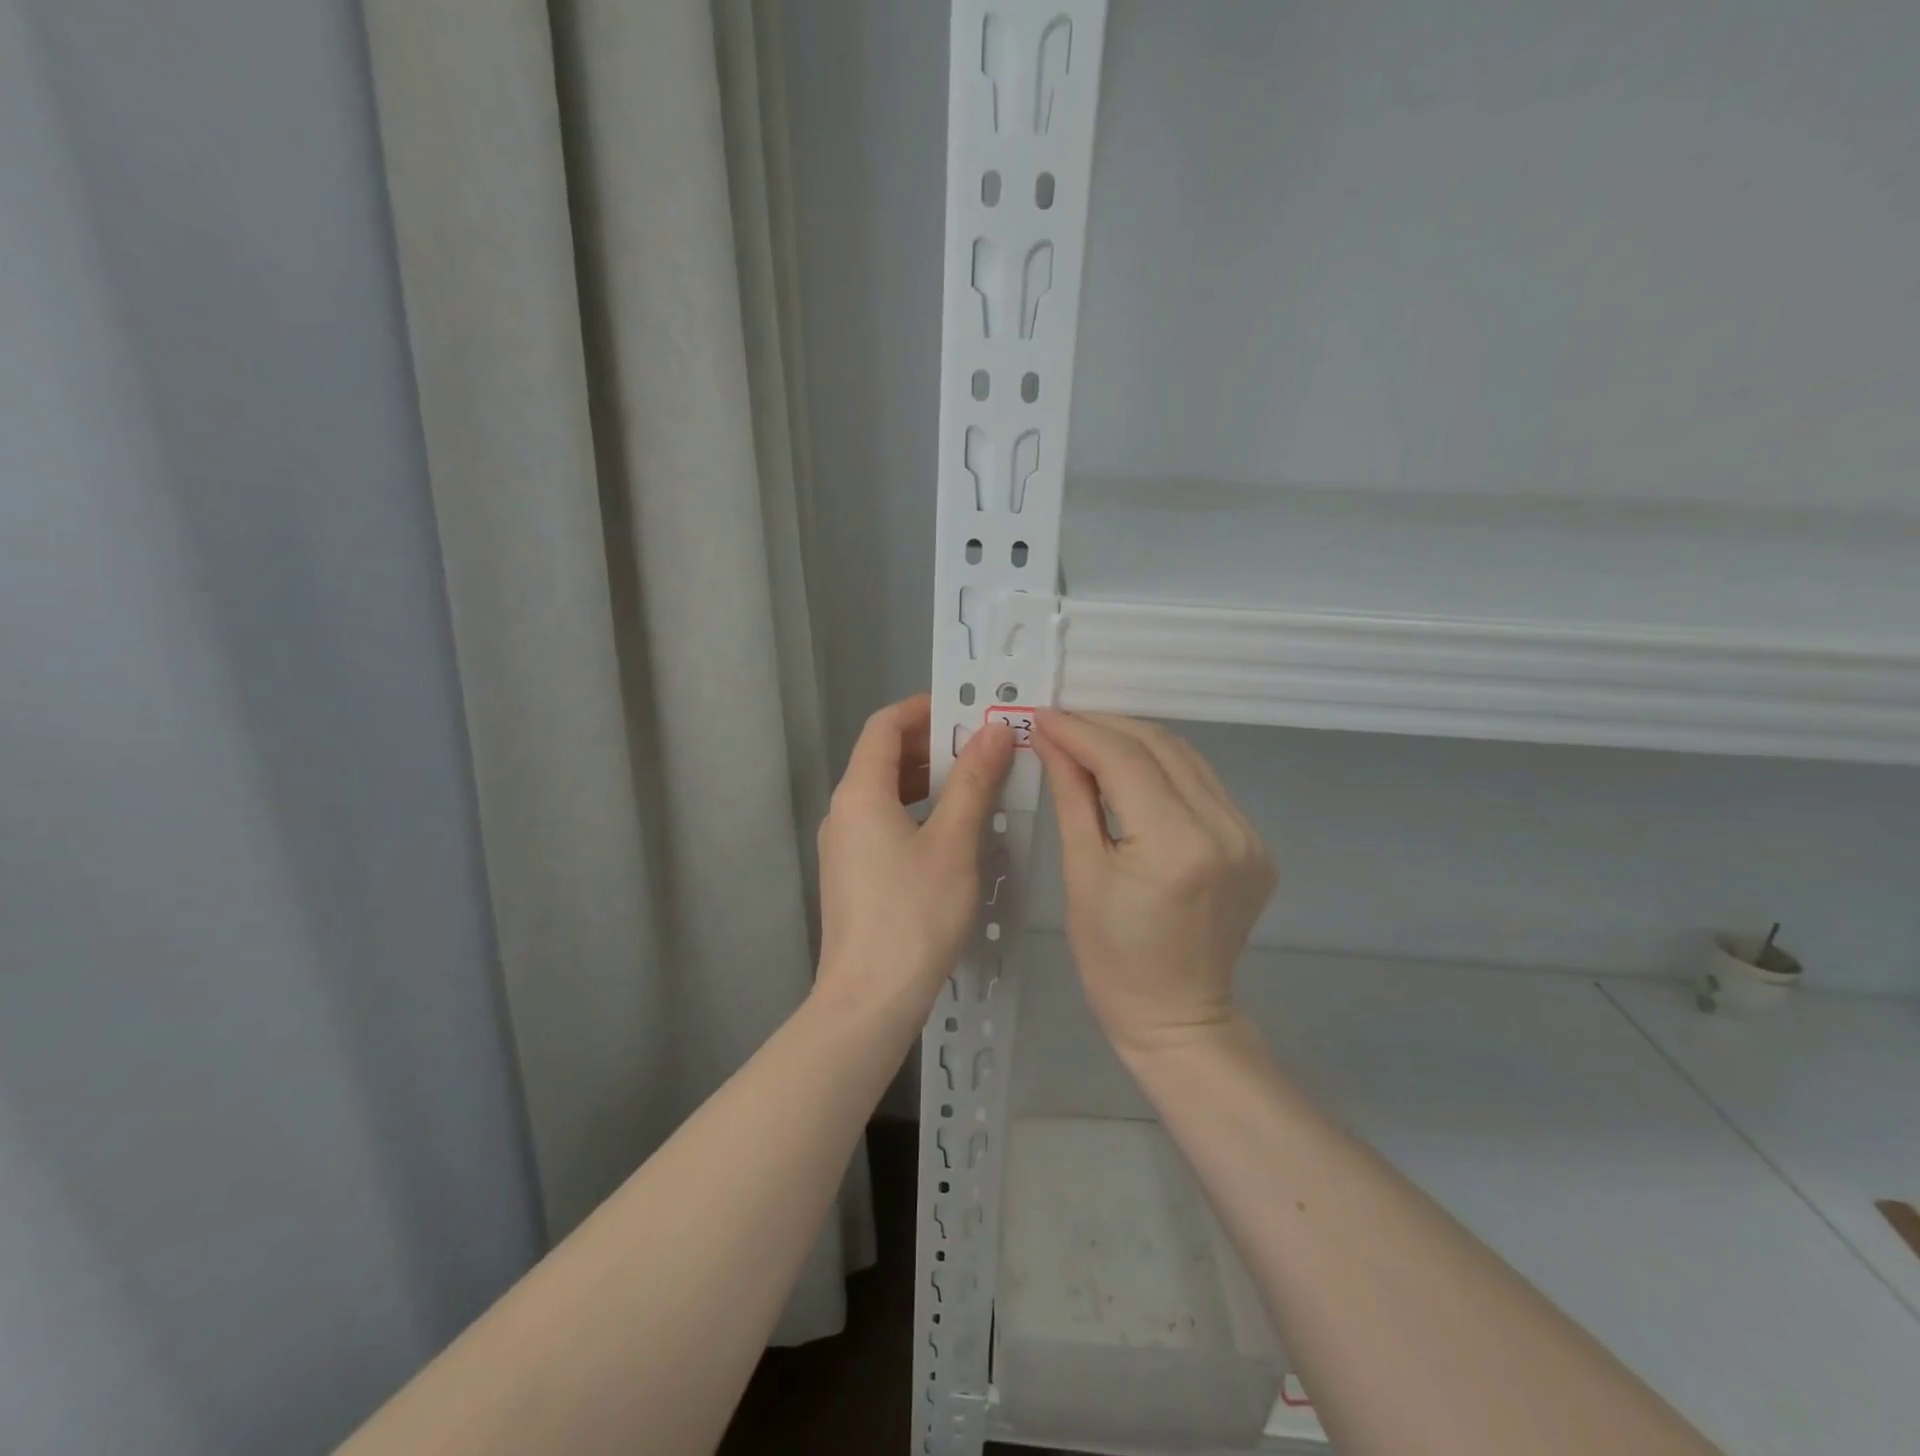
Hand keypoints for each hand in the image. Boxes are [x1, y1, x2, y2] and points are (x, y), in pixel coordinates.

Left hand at [814, 694, 1014, 1024]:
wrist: (869, 1000)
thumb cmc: (914, 915)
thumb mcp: (954, 843)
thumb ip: (973, 781)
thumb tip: (994, 729)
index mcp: (860, 792)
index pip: (884, 724)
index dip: (924, 708)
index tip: (967, 708)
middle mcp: (843, 811)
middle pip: (883, 756)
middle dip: (931, 744)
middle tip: (983, 747)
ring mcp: (843, 845)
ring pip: (884, 792)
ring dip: (926, 779)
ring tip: (975, 784)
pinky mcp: (851, 874)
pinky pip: (883, 822)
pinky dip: (916, 811)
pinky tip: (951, 832)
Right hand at [1032, 711, 1275, 1056]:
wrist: (1178, 1016)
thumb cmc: (1113, 959)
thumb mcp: (1081, 873)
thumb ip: (1072, 796)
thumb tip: (1049, 738)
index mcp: (1176, 845)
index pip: (1126, 760)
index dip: (1080, 731)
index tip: (1041, 716)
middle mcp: (1224, 830)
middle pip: (1161, 747)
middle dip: (1106, 727)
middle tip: (1060, 725)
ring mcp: (1249, 836)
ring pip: (1186, 759)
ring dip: (1135, 742)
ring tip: (1089, 741)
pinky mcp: (1255, 845)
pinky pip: (1204, 786)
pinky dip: (1163, 769)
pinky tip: (1131, 773)